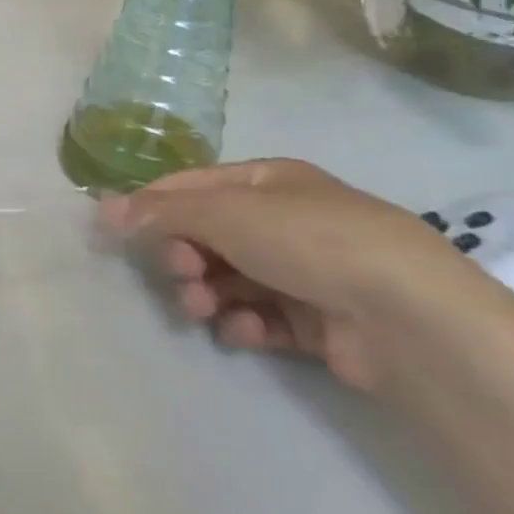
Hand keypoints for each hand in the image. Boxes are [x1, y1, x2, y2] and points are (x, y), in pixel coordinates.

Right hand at [101, 159, 476, 392]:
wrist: (410, 317)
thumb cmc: (310, 241)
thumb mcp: (224, 213)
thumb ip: (160, 212)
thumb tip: (103, 210)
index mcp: (267, 182)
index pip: (191, 187)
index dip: (152, 207)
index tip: (119, 235)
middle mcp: (286, 221)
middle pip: (208, 236)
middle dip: (183, 257)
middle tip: (180, 276)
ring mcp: (305, 272)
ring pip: (229, 279)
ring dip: (206, 293)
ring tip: (202, 311)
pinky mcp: (320, 322)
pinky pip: (261, 317)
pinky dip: (244, 324)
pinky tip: (245, 331)